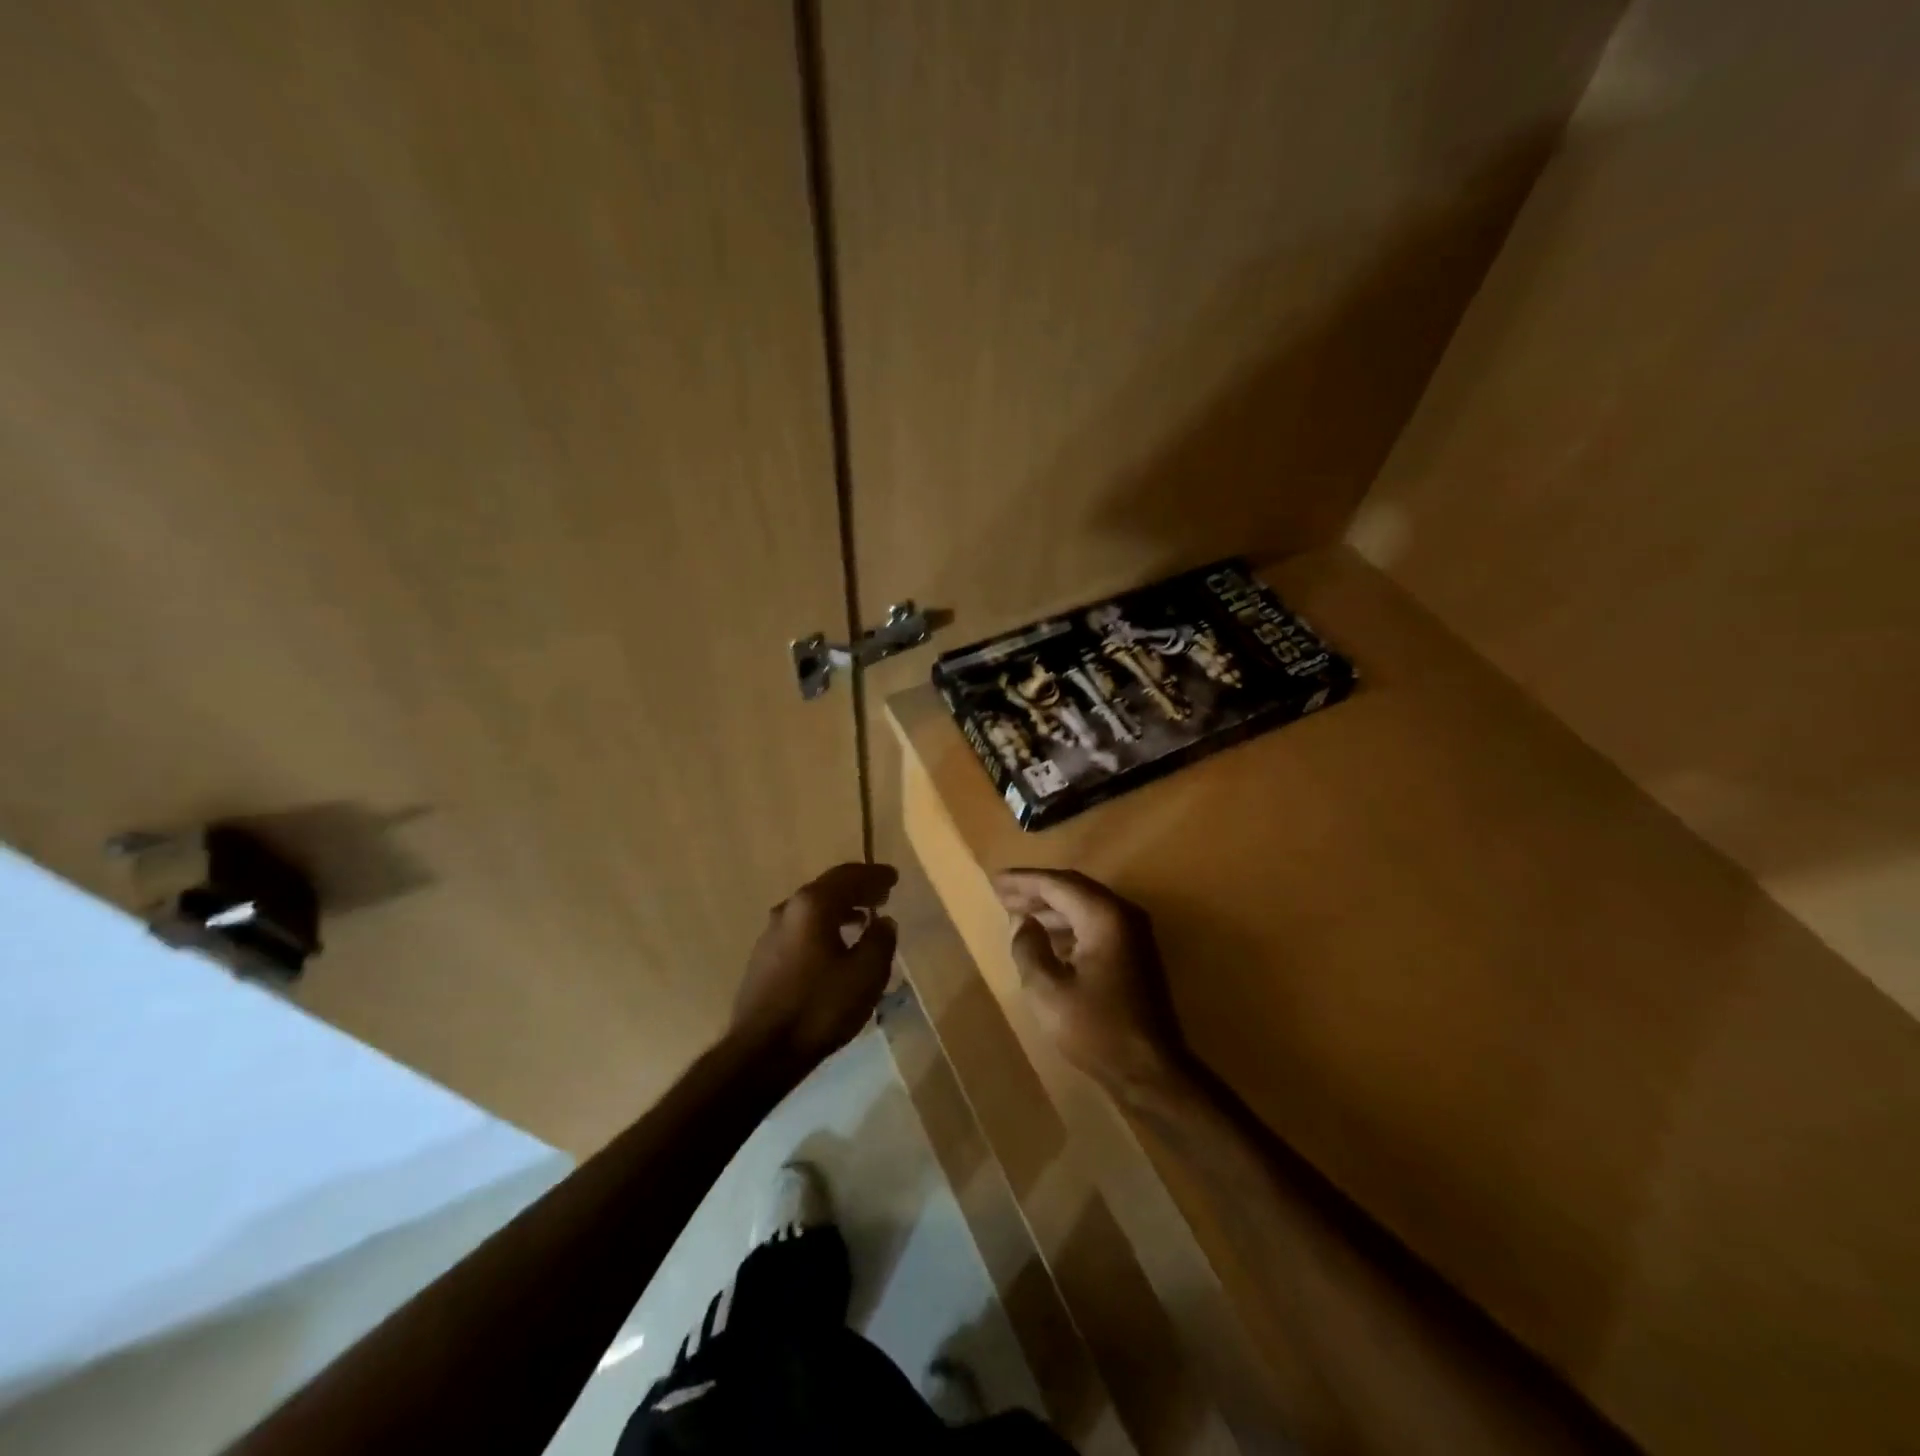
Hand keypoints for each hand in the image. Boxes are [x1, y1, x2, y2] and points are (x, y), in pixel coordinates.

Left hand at [731, 862, 898, 1069]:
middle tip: (881, 894)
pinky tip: (835, 946)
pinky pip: (801, 929)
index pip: (848, 876)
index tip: (893, 877)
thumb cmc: (820, 1007)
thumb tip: (884, 921)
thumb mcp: (866, 974)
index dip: (874, 875)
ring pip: (812, 909)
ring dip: (840, 909)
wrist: (762, 1052)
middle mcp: (788, 910)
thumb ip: (880, 940)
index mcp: (812, 905)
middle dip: (857, 889)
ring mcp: (770, 934)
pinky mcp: (763, 959)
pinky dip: (823, 927)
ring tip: (863, 919)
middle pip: (827, 888)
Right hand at [994, 868, 1185, 1092]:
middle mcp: (1123, 914)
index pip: (1057, 884)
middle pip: (1073, 888)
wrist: (1151, 1071)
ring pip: (1085, 905)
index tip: (995, 881)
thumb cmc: (1096, 1030)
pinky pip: (1095, 923)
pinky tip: (1047, 938)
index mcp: (1103, 916)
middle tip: (1003, 894)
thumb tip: (1022, 924)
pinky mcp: (1135, 953)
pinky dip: (1068, 924)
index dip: (1024, 880)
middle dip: (1036, 890)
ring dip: (1051, 908)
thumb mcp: (1048, 991)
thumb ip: (1029, 949)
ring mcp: (1133, 933)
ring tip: (1018, 914)